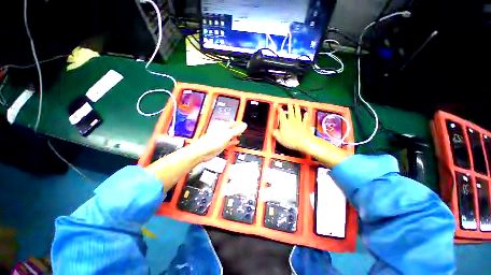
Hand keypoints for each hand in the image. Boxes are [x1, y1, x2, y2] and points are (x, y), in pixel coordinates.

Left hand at [192, 121, 247, 161]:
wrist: (203, 151)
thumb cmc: (211, 141)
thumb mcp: (227, 134)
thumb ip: (236, 130)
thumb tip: (244, 126)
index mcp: (223, 125)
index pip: (233, 123)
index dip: (240, 124)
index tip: (245, 125)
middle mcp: (222, 131)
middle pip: (232, 129)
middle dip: (238, 129)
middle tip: (244, 130)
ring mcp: (221, 138)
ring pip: (231, 135)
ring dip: (236, 135)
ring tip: (241, 135)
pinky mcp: (221, 144)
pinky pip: (229, 142)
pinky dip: (233, 142)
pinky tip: (236, 142)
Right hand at [272, 103, 312, 152]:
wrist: (303, 141)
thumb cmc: (290, 140)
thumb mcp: (279, 137)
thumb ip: (275, 133)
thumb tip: (273, 130)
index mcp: (284, 122)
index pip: (281, 114)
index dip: (279, 109)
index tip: (278, 105)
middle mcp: (291, 120)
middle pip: (290, 111)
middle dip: (289, 106)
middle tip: (289, 102)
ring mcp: (299, 121)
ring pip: (297, 113)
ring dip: (296, 108)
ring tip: (296, 104)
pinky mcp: (305, 124)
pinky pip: (305, 119)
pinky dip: (306, 115)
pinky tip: (306, 113)